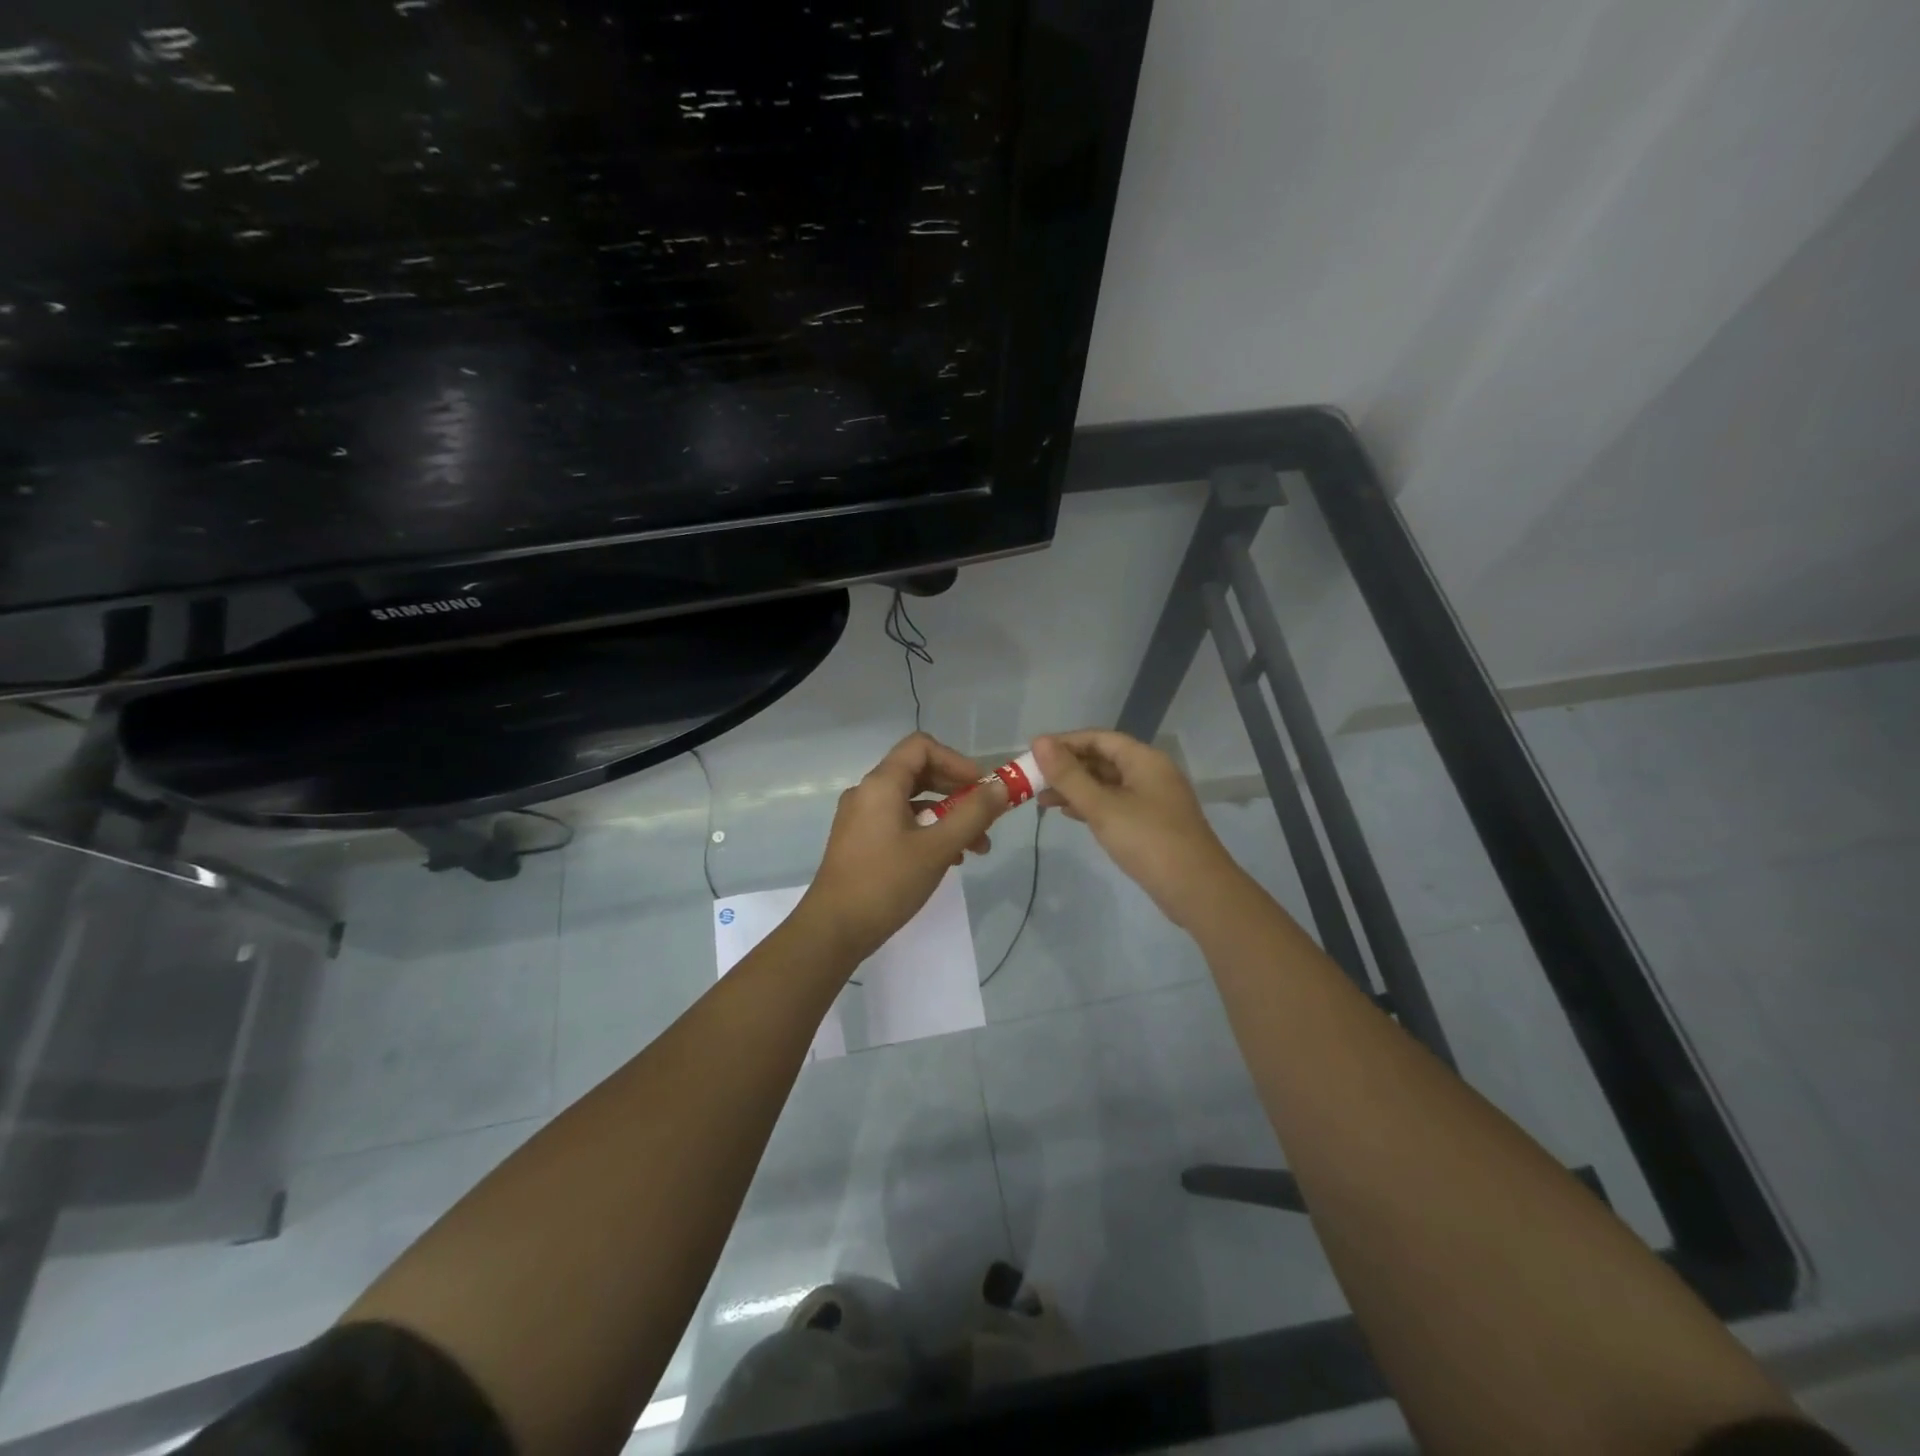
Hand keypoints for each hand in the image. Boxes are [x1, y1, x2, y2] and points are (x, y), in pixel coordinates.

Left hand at [800, 733, 1011, 966]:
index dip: (957, 760)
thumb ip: (973, 814)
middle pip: (919, 772)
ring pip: (912, 802)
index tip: (982, 787)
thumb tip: (1001, 787)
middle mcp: (868, 792)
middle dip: (958, 792)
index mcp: (881, 784)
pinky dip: (927, 831)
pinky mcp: (860, 841)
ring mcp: (861, 817)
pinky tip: (948, 859)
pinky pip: (899, 822)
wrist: (834, 930)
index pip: (922, 746)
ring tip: (976, 848)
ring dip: (947, 816)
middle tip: (987, 818)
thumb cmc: (886, 883)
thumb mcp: (937, 848)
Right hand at [1033, 731, 1245, 929]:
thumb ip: (1068, 775)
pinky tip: (1069, 814)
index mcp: (1144, 759)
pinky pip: (1115, 804)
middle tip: (1032, 780)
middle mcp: (1150, 772)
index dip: (1064, 742)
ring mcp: (1153, 799)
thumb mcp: (1102, 807)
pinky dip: (1091, 805)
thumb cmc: (1148, 841)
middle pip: (1103, 759)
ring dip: (1076, 788)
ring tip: (1042, 800)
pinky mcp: (1151, 823)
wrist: (1197, 890)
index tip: (1033, 754)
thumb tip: (1039, 741)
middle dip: (1067, 768)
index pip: (1098, 738)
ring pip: (1107, 784)